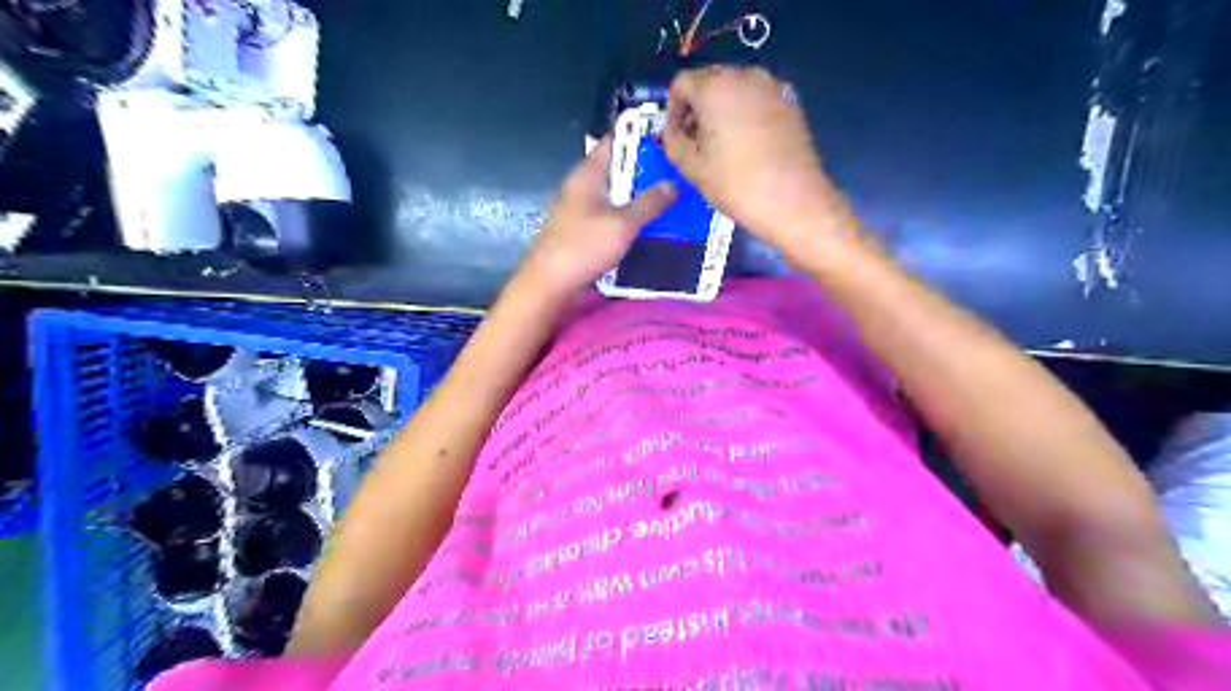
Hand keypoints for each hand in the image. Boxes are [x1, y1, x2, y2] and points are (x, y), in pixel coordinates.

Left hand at [518, 134, 672, 293]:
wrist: (550, 284)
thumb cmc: (583, 247)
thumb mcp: (622, 225)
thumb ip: (648, 204)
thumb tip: (671, 184)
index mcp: (587, 175)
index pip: (613, 142)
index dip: (638, 138)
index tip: (667, 141)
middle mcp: (581, 187)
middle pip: (616, 170)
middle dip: (644, 171)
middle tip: (676, 173)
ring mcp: (579, 210)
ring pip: (614, 195)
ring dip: (637, 197)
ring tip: (669, 199)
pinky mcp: (581, 231)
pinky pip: (609, 216)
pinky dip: (627, 217)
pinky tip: (646, 226)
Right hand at [664, 64, 857, 249]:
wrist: (795, 202)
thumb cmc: (737, 184)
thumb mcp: (692, 167)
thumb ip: (672, 141)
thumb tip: (673, 131)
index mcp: (716, 86)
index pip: (680, 83)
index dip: (671, 111)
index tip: (674, 138)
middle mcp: (745, 76)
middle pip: (709, 82)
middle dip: (696, 110)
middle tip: (693, 144)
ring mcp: (772, 87)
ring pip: (734, 91)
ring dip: (720, 113)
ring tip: (720, 148)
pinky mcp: (790, 103)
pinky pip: (756, 102)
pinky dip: (744, 116)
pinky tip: (746, 148)